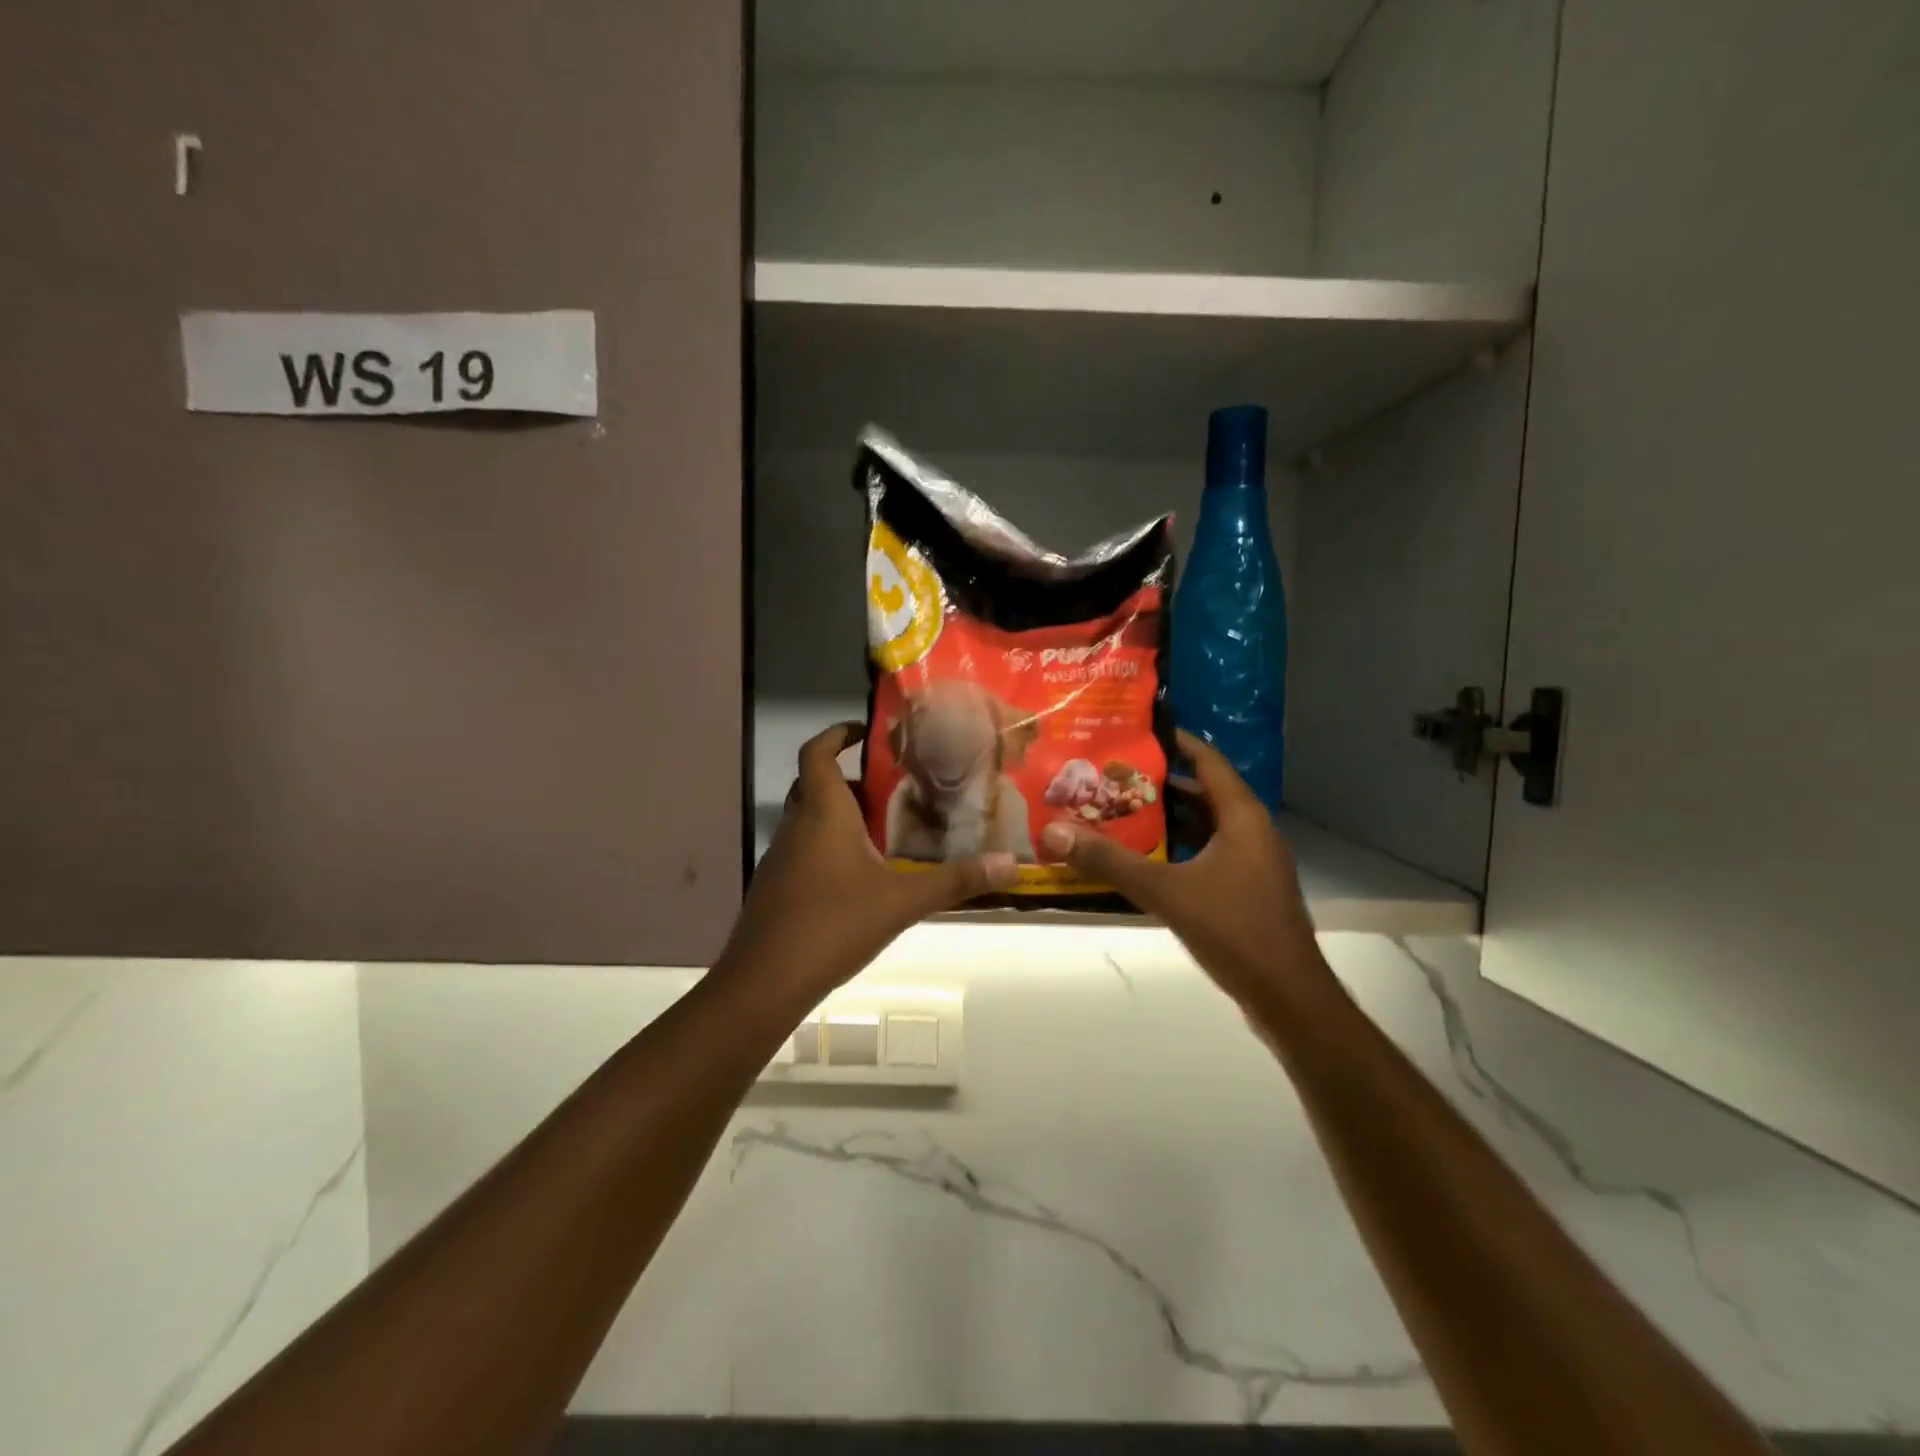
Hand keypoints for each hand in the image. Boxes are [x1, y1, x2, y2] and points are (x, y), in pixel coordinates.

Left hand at [720, 722, 1016, 1006]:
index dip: (836, 734)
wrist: (766, 980)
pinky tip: (858, 879)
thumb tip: (1010, 865)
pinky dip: (828, 850)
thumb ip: (955, 881)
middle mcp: (796, 826)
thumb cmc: (834, 923)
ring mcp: (780, 859)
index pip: (816, 752)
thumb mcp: (903, 901)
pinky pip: (803, 852)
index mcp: (822, 813)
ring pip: (808, 821)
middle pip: (814, 785)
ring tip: (883, 832)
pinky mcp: (775, 888)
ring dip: (840, 817)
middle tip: (890, 789)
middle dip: (848, 781)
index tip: (865, 732)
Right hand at [1039, 730, 1326, 1010]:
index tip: (1141, 731)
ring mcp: (1254, 863)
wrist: (1288, 997)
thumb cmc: (1234, 930)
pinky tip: (1148, 859)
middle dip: (1162, 783)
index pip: (1210, 762)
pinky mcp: (1250, 890)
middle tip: (1115, 775)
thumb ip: (1110, 862)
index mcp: (1243, 818)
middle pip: (1205, 793)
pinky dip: (1181, 849)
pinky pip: (1211, 854)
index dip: (1179, 742)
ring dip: (1170, 819)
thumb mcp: (1165, 892)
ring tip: (1122, 811)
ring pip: (1207, 827)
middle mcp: (1253, 832)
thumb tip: (1054, 832)